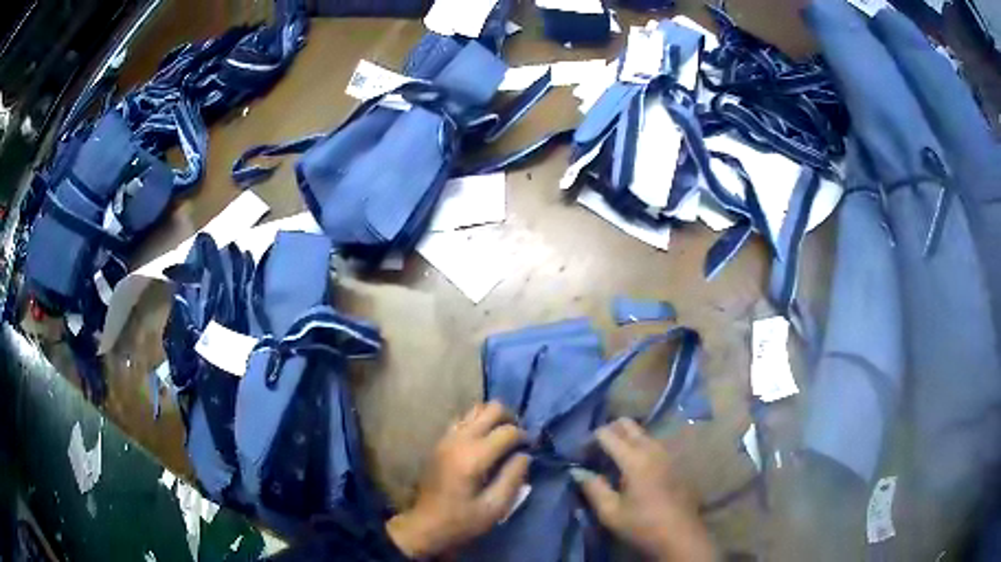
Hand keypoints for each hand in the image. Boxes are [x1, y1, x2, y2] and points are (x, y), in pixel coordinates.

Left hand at [386, 402, 529, 558]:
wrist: (425, 525)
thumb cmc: (462, 520)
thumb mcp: (495, 507)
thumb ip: (513, 478)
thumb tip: (525, 455)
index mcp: (473, 457)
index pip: (507, 431)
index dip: (524, 437)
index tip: (531, 449)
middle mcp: (459, 440)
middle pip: (491, 408)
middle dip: (510, 419)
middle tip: (518, 440)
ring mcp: (446, 438)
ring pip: (475, 409)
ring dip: (493, 419)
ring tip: (502, 439)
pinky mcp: (440, 442)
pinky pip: (463, 419)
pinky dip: (478, 423)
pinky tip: (483, 443)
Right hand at [572, 418, 713, 561]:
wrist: (680, 535)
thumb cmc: (642, 525)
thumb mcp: (610, 512)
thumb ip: (593, 488)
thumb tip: (578, 471)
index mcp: (634, 459)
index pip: (607, 434)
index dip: (590, 439)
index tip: (578, 453)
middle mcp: (652, 448)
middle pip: (627, 424)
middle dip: (608, 431)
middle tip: (595, 450)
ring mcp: (666, 453)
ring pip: (642, 432)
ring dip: (625, 438)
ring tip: (611, 458)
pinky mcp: (674, 461)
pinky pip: (652, 443)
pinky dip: (638, 446)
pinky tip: (632, 466)